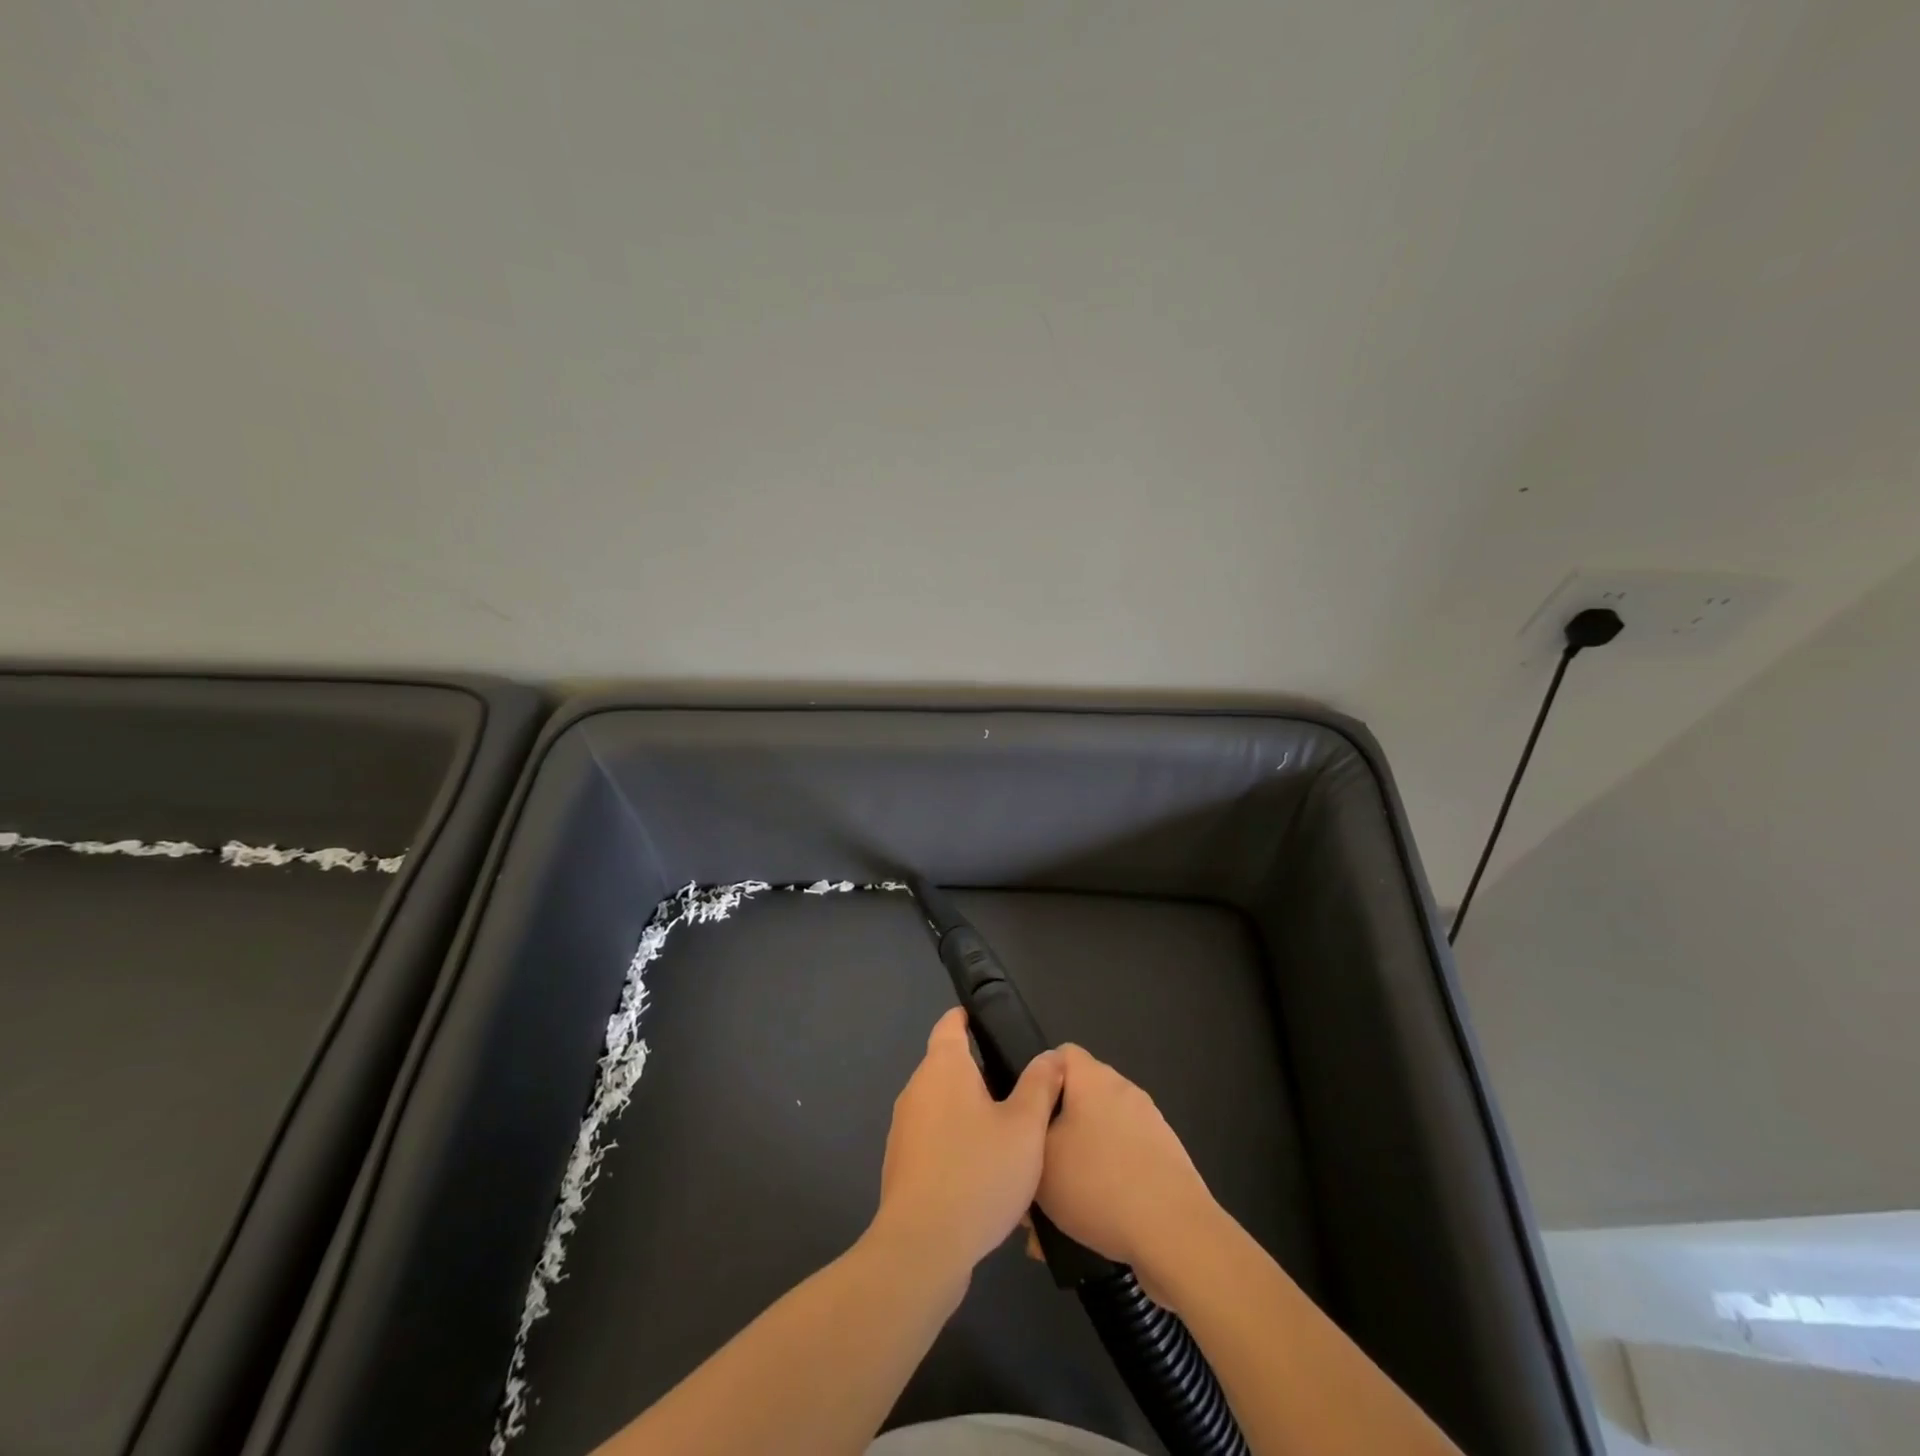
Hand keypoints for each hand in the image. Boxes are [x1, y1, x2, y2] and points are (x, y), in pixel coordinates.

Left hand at [871, 1007, 1063, 1276]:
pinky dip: (957, 1144)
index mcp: (943, 1068)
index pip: (950, 1025)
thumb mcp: (1025, 1127)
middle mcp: (917, 1089)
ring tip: (1008, 1133)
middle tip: (1019, 1087)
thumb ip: (1040, 1085)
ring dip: (970, 1112)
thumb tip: (1051, 1056)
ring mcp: (904, 1129)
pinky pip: (935, 1140)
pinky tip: (984, 1173)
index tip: (988, 1022)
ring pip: (942, 1106)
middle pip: (948, 1066)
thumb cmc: (978, 1173)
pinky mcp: (902, 1165)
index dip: (967, 1018)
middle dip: (979, 1072)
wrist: (922, 1247)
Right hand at [1033, 1045, 1217, 1298]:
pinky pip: (1123, 1163)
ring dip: (1078, 1165)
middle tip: (1035, 1170)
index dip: (1038, 1080)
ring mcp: (1150, 1125)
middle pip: (1079, 1099)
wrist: (1175, 1234)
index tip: (1024, 1117)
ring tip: (1056, 1213)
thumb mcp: (1040, 1158)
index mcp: (1093, 1078)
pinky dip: (1105, 1185)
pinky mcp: (1166, 1160)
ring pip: (1099, 1137)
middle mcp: (1124, 1091)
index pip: (1060, 1055)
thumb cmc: (1098, 1183)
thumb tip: (1031, 1124)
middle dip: (1056, 1132)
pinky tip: (1088, 1227)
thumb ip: (1027, 1134)